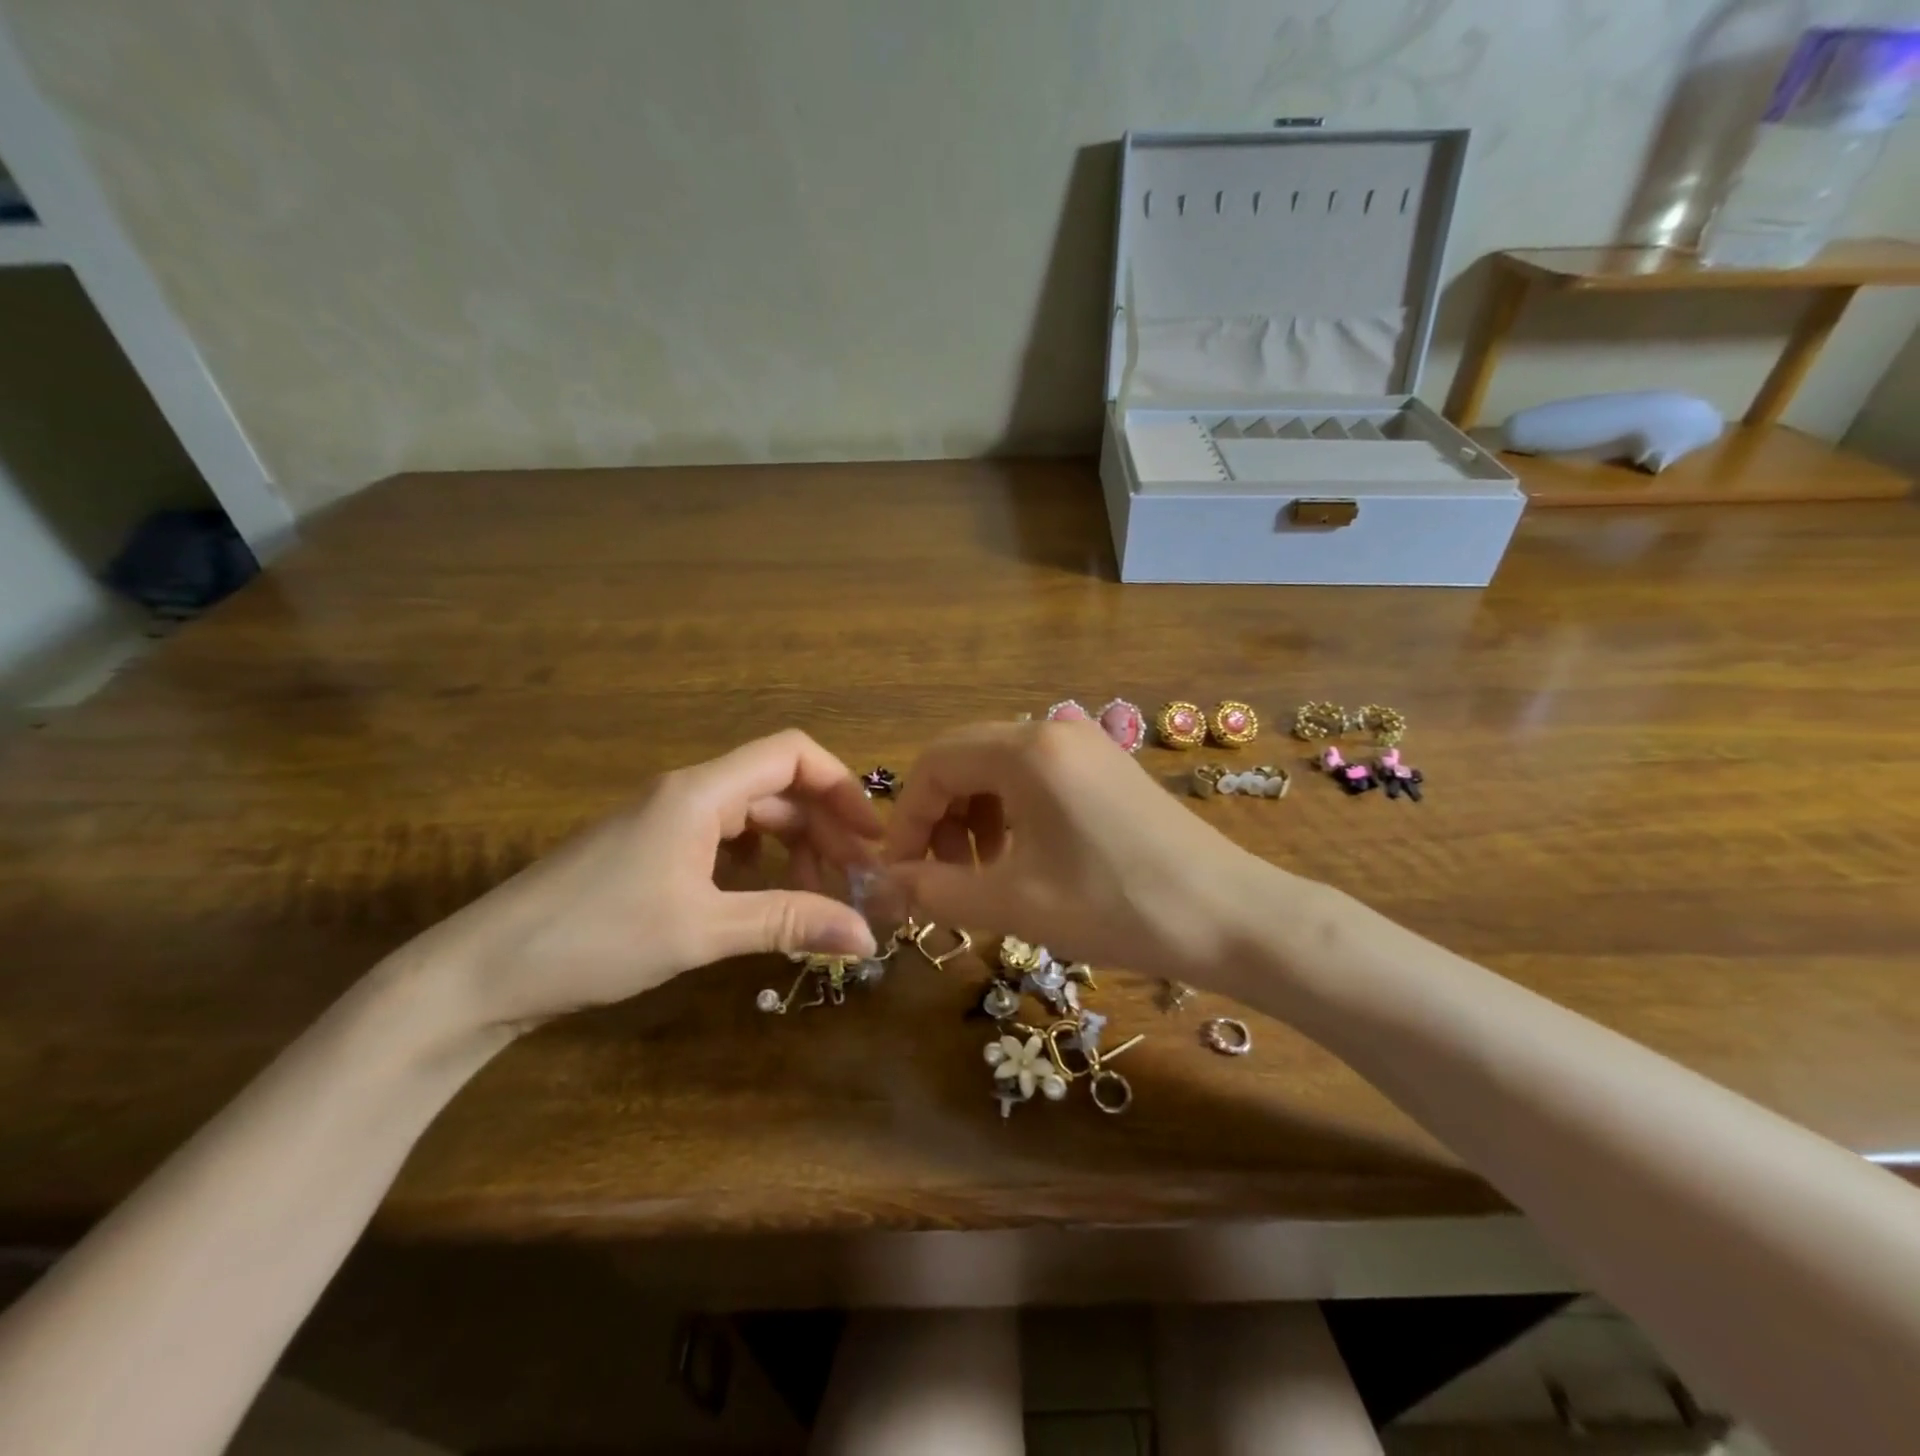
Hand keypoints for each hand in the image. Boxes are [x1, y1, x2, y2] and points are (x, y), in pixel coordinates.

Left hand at [407, 730, 883, 1029]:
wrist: (480, 971)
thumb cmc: (596, 937)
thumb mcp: (703, 930)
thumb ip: (789, 923)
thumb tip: (867, 935)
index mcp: (701, 793)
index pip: (790, 753)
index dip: (840, 785)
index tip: (871, 836)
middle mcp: (687, 794)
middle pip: (777, 788)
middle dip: (823, 827)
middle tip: (855, 880)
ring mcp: (665, 822)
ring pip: (751, 817)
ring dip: (792, 848)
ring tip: (818, 897)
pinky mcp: (650, 851)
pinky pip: (723, 842)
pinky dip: (757, 865)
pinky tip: (764, 899)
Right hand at [882, 721, 1278, 984]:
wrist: (1232, 917)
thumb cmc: (1118, 906)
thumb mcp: (1016, 903)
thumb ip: (937, 891)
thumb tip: (882, 888)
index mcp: (1027, 750)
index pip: (935, 763)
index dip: (908, 819)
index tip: (901, 872)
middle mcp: (1053, 731)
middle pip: (964, 760)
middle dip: (941, 818)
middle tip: (944, 876)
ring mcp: (1086, 746)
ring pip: (1000, 770)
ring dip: (975, 817)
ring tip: (985, 873)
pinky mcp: (1108, 768)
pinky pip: (1037, 779)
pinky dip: (1012, 815)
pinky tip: (1025, 860)